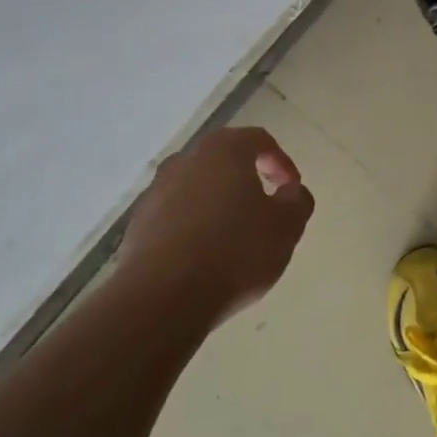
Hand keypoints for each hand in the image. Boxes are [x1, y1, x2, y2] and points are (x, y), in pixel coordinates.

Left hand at [117, 127, 315, 324]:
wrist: (163, 297)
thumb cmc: (236, 251)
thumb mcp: (286, 227)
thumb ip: (298, 201)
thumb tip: (292, 191)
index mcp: (224, 150)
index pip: (259, 140)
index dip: (281, 162)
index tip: (291, 189)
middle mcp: (185, 161)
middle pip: (223, 162)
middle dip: (246, 182)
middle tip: (264, 211)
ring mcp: (156, 192)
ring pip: (197, 189)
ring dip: (217, 206)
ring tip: (234, 240)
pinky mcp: (138, 225)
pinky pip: (175, 217)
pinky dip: (193, 228)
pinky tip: (205, 259)